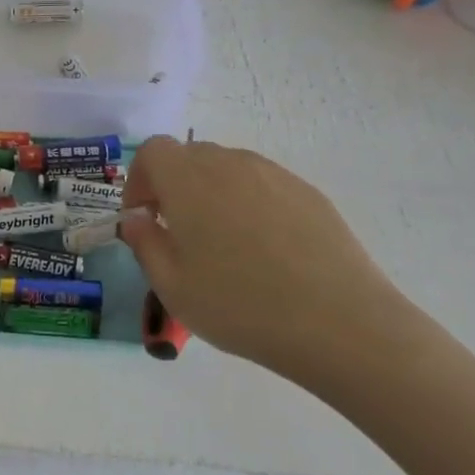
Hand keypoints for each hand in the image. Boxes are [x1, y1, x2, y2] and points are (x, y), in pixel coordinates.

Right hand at [120, 137, 437, 391]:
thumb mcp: (171, 285)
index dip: (139, 179)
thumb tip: (136, 219)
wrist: (338, 323)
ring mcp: (274, 175)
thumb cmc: (238, 304)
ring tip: (222, 244)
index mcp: (188, 180)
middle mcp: (229, 163)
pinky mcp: (308, 193)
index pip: (153, 151)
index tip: (143, 217)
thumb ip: (144, 243)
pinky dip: (249, 204)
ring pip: (228, 169)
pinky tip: (264, 251)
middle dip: (173, 186)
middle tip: (177, 232)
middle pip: (190, 156)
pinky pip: (263, 186)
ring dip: (212, 194)